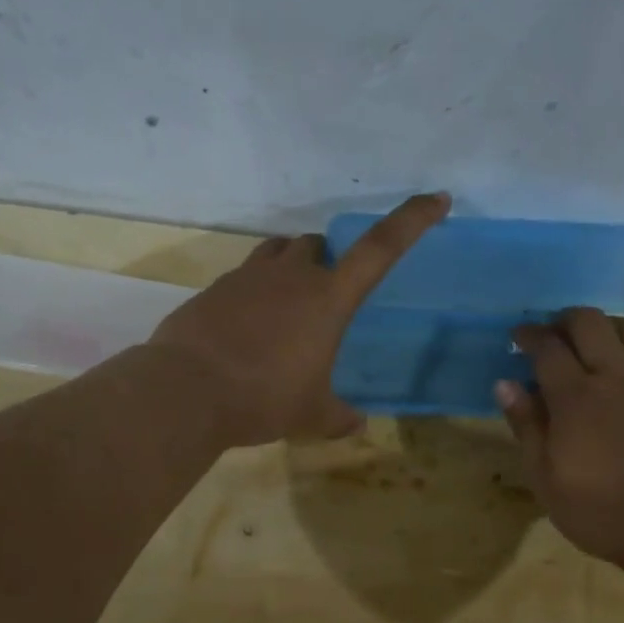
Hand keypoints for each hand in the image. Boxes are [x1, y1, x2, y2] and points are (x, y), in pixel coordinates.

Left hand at [149, 192, 449, 445]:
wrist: (186, 391)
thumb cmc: (263, 398)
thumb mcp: (311, 415)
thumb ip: (339, 416)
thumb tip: (355, 423)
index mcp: (328, 298)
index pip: (381, 248)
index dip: (412, 220)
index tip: (437, 199)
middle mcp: (291, 276)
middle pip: (317, 245)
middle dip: (327, 261)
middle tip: (326, 297)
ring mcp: (248, 277)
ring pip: (278, 252)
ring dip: (290, 267)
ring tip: (288, 305)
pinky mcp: (215, 289)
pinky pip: (244, 276)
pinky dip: (254, 292)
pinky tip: (247, 327)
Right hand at [498, 309, 623, 568]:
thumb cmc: (601, 512)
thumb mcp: (546, 479)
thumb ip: (527, 426)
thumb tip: (505, 383)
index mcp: (575, 398)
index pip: (547, 346)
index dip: (528, 334)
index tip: (517, 336)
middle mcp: (615, 376)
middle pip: (588, 322)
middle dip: (563, 320)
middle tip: (552, 335)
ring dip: (603, 325)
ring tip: (591, 343)